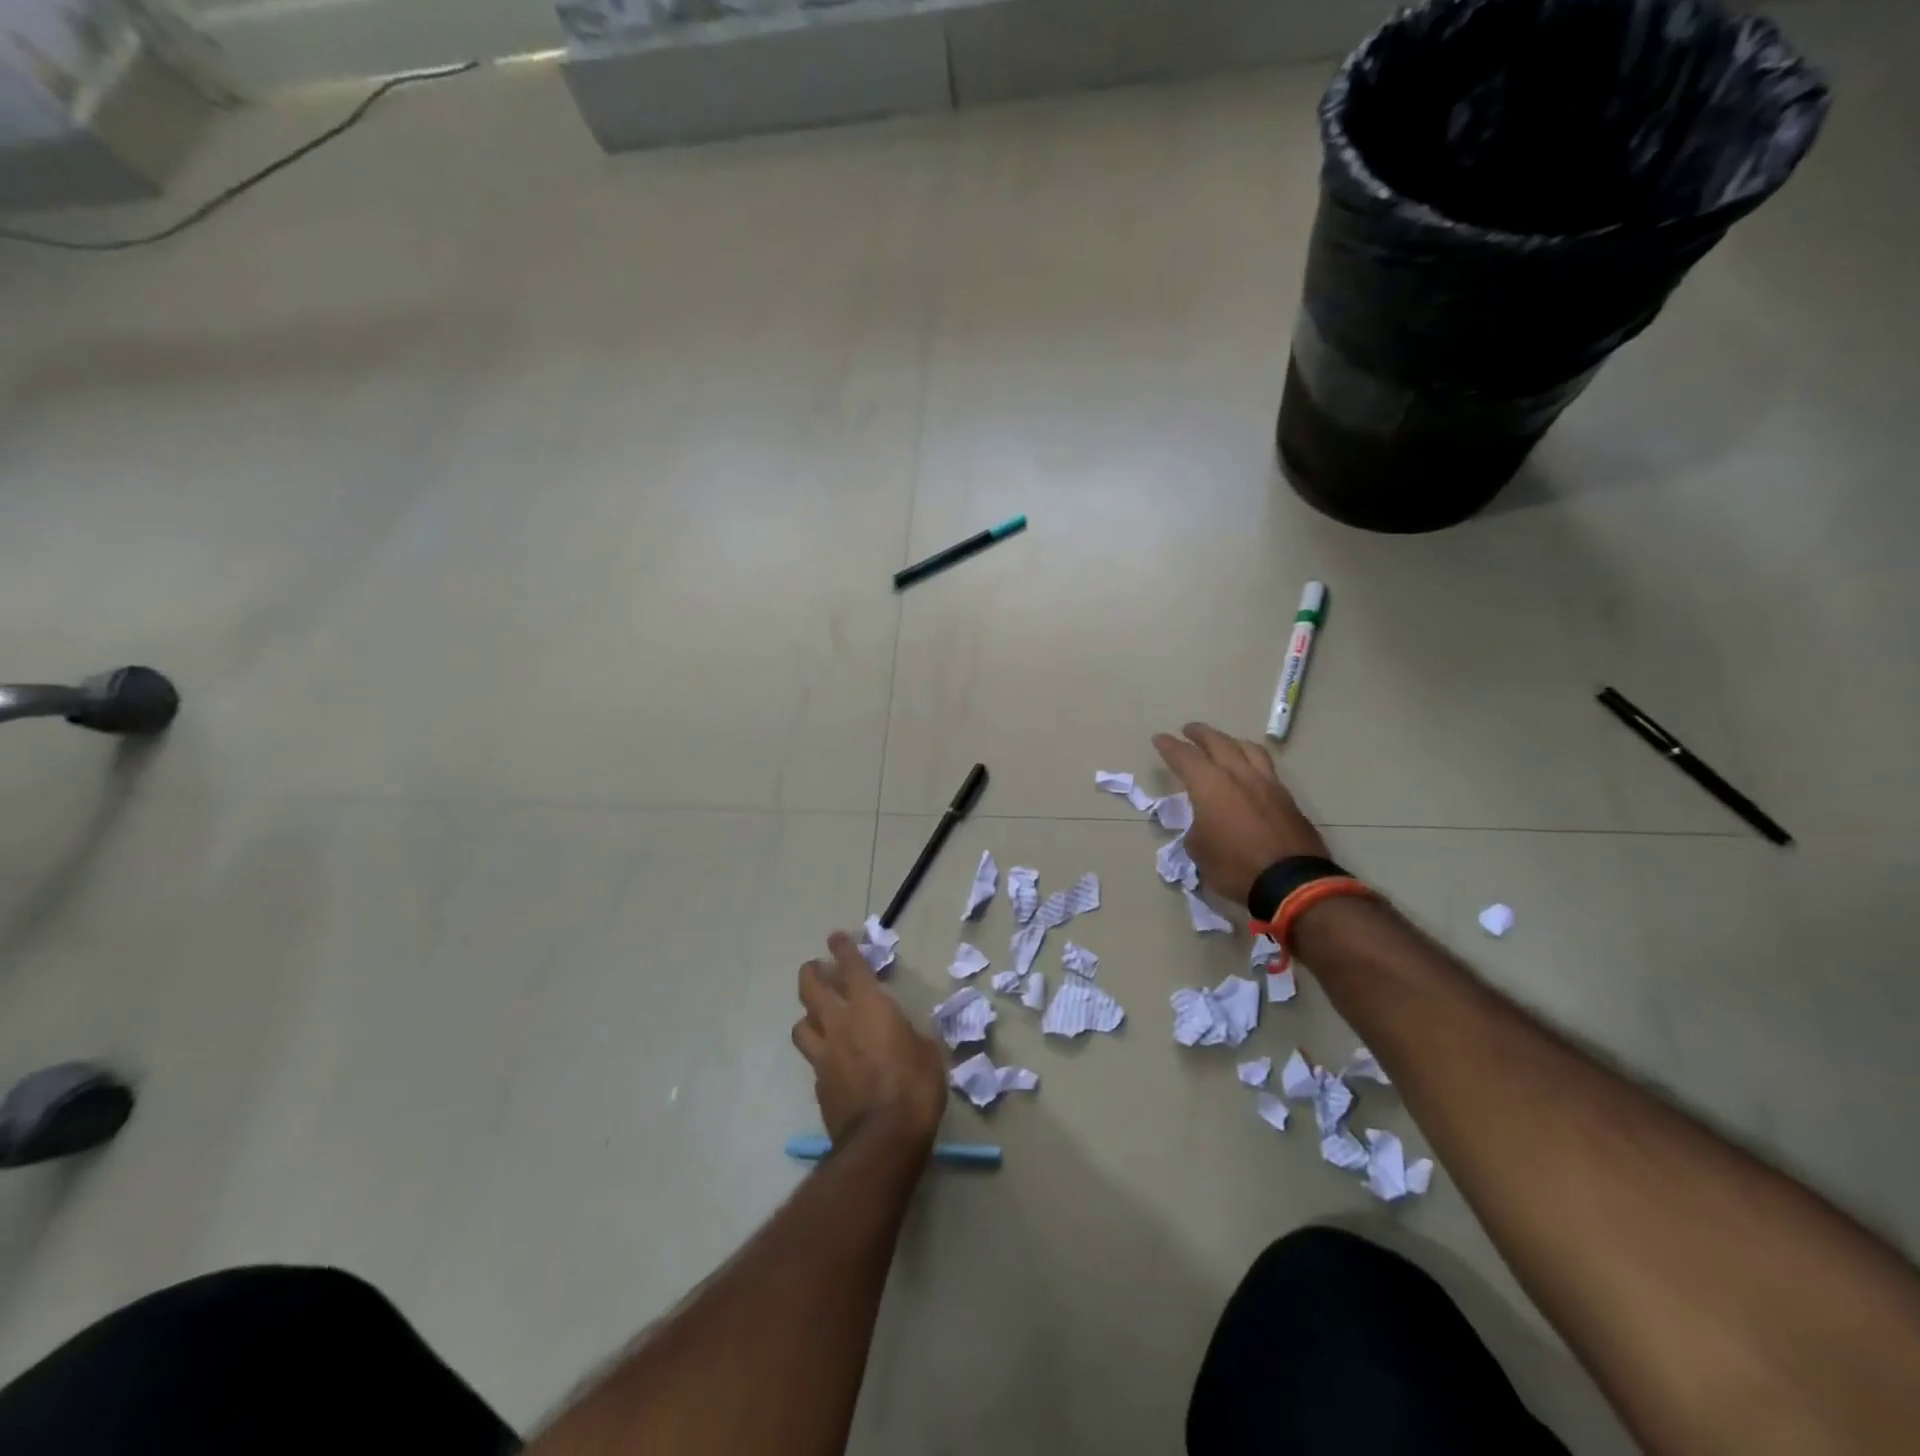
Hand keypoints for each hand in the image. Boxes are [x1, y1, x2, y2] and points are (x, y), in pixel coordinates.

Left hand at [792, 932, 946, 1156]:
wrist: (883, 1139)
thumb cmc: (915, 1086)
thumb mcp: (927, 1052)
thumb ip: (911, 1035)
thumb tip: (906, 1036)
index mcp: (869, 1008)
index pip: (851, 968)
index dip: (843, 949)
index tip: (836, 937)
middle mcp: (840, 1024)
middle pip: (811, 988)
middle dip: (812, 973)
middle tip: (817, 968)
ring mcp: (824, 1055)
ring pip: (802, 1023)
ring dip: (808, 1013)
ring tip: (817, 1015)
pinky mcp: (819, 1084)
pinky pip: (813, 1058)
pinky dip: (819, 1050)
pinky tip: (830, 1057)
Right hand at [1152, 722, 1329, 903]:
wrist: (1291, 882)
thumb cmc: (1235, 866)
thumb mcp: (1199, 851)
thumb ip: (1196, 828)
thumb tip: (1204, 824)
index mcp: (1210, 785)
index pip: (1185, 757)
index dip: (1170, 747)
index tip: (1160, 739)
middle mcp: (1239, 775)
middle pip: (1218, 742)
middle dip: (1201, 734)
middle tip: (1189, 730)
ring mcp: (1267, 784)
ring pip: (1248, 749)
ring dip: (1231, 742)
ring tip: (1224, 744)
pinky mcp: (1287, 798)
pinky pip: (1266, 768)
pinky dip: (1252, 761)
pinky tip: (1250, 772)